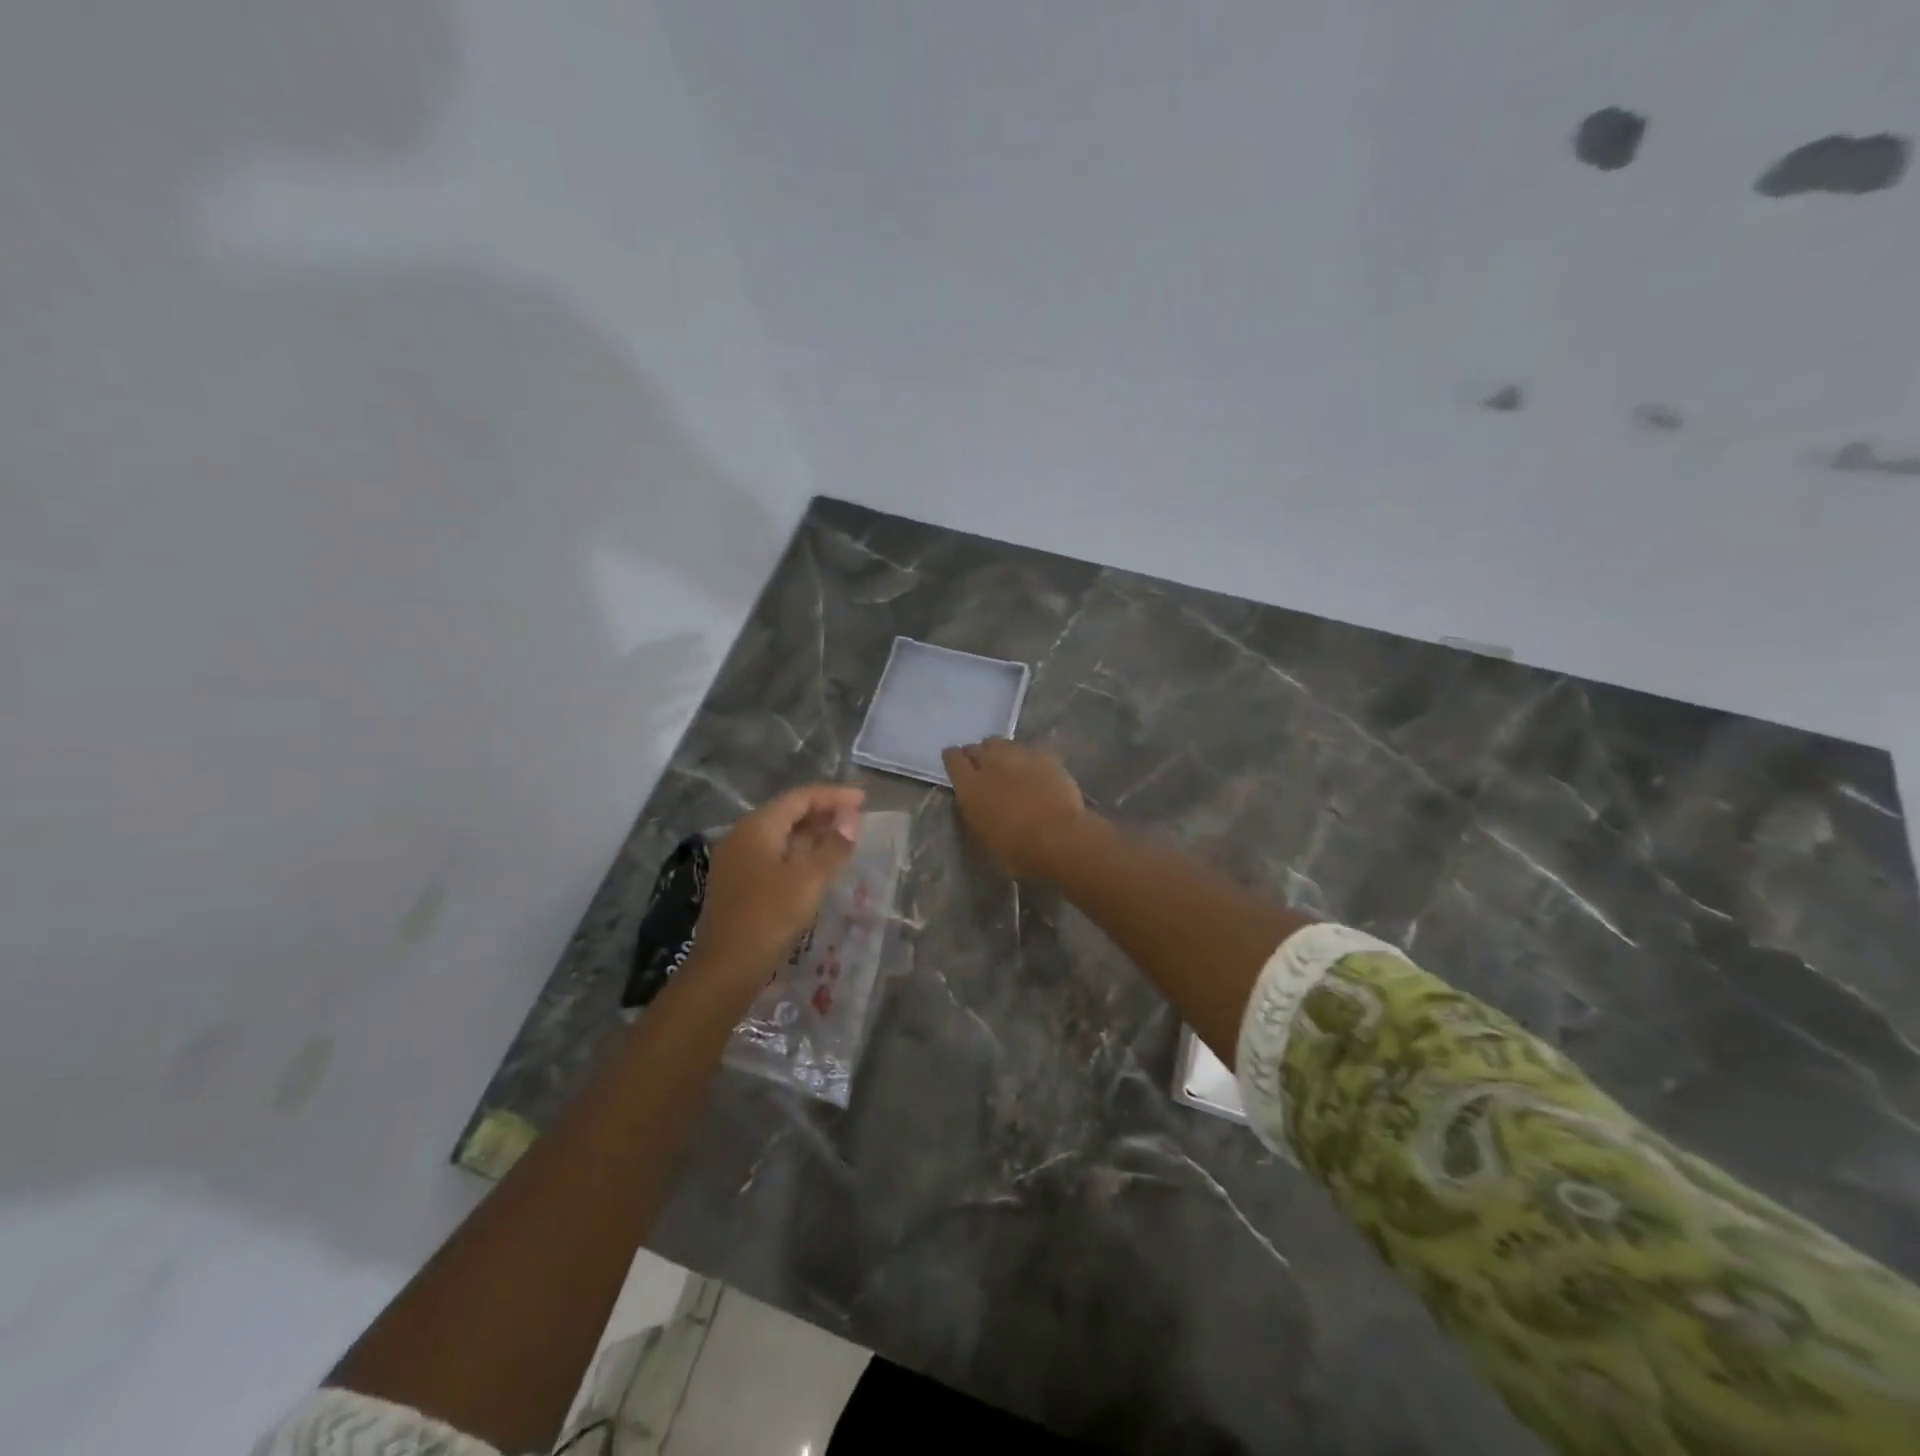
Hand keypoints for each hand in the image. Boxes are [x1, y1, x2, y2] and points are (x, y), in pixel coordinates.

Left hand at [694, 784, 864, 984]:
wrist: (726, 967)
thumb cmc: (769, 916)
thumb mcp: (809, 879)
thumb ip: (833, 846)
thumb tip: (851, 820)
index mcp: (757, 827)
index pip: (800, 798)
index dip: (834, 795)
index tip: (864, 798)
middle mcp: (743, 836)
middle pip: (789, 812)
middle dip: (824, 811)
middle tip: (858, 815)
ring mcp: (738, 860)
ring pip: (782, 835)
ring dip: (813, 832)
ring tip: (844, 836)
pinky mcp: (739, 882)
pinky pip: (775, 854)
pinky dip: (800, 852)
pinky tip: (819, 863)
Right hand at [941, 738, 1087, 878]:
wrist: (1058, 839)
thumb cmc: (1015, 849)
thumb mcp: (982, 835)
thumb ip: (974, 810)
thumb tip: (976, 801)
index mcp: (970, 785)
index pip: (953, 759)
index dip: (953, 759)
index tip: (956, 763)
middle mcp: (992, 763)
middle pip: (979, 747)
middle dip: (978, 754)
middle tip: (983, 767)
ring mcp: (1020, 756)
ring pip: (1005, 744)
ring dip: (1002, 752)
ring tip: (1009, 766)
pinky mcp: (1047, 757)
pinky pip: (1031, 751)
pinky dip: (1029, 759)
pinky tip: (1036, 771)